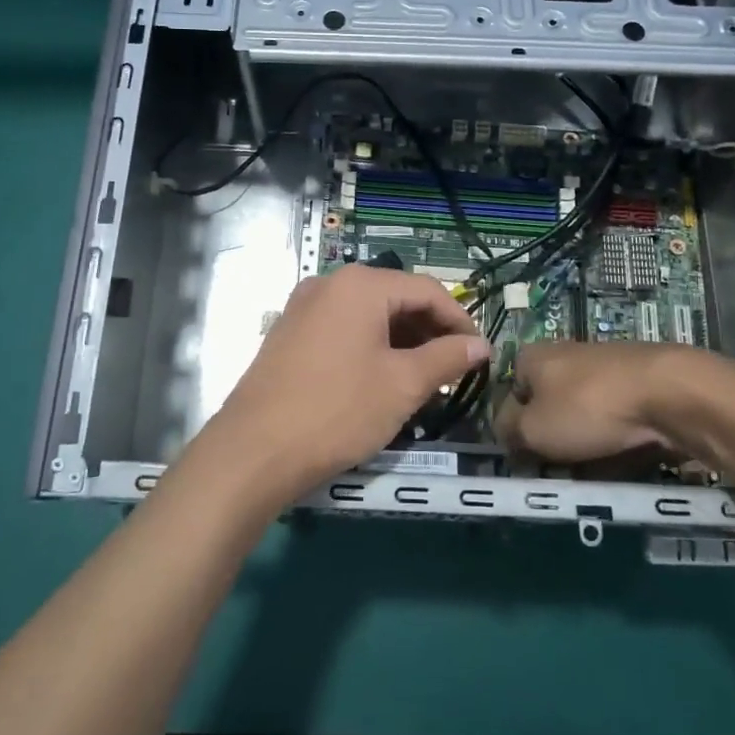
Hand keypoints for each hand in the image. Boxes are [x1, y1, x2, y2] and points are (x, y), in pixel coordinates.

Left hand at [186, 265, 490, 510]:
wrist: (254, 451)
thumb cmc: (338, 410)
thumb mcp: (403, 385)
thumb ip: (447, 358)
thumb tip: (481, 345)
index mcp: (360, 284)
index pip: (427, 290)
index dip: (459, 320)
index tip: (480, 355)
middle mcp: (329, 283)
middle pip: (396, 297)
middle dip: (429, 332)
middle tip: (453, 371)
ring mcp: (304, 307)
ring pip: (369, 315)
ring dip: (401, 341)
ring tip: (423, 380)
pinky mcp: (289, 332)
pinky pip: (343, 329)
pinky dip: (371, 347)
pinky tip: (382, 379)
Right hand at [493, 342, 734, 466]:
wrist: (670, 394)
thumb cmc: (588, 409)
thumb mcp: (532, 429)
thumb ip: (507, 430)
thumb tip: (503, 431)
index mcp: (532, 356)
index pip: (510, 395)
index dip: (516, 429)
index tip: (528, 457)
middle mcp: (564, 354)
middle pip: (548, 407)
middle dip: (554, 439)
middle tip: (563, 469)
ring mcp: (603, 366)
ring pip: (583, 415)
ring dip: (586, 443)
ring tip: (597, 470)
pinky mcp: (637, 381)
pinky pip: (616, 419)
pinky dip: (617, 439)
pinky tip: (627, 457)